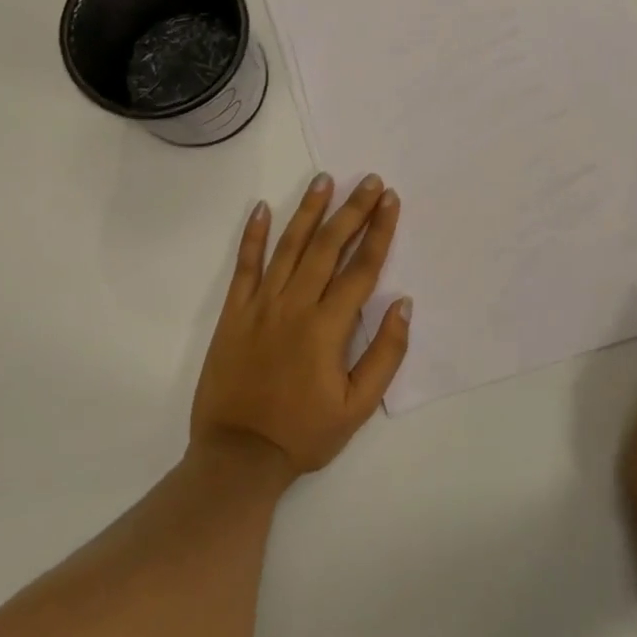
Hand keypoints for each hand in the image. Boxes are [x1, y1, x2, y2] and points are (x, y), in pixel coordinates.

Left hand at [191, 173, 409, 477]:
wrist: (238, 456)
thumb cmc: (304, 433)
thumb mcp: (358, 407)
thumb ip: (385, 354)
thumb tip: (403, 304)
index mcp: (328, 327)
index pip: (361, 268)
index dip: (379, 231)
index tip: (391, 200)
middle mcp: (295, 306)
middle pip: (328, 246)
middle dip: (352, 210)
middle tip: (369, 180)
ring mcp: (260, 305)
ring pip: (288, 246)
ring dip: (309, 211)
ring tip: (325, 180)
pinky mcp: (233, 312)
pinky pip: (244, 266)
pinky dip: (252, 235)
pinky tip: (262, 207)